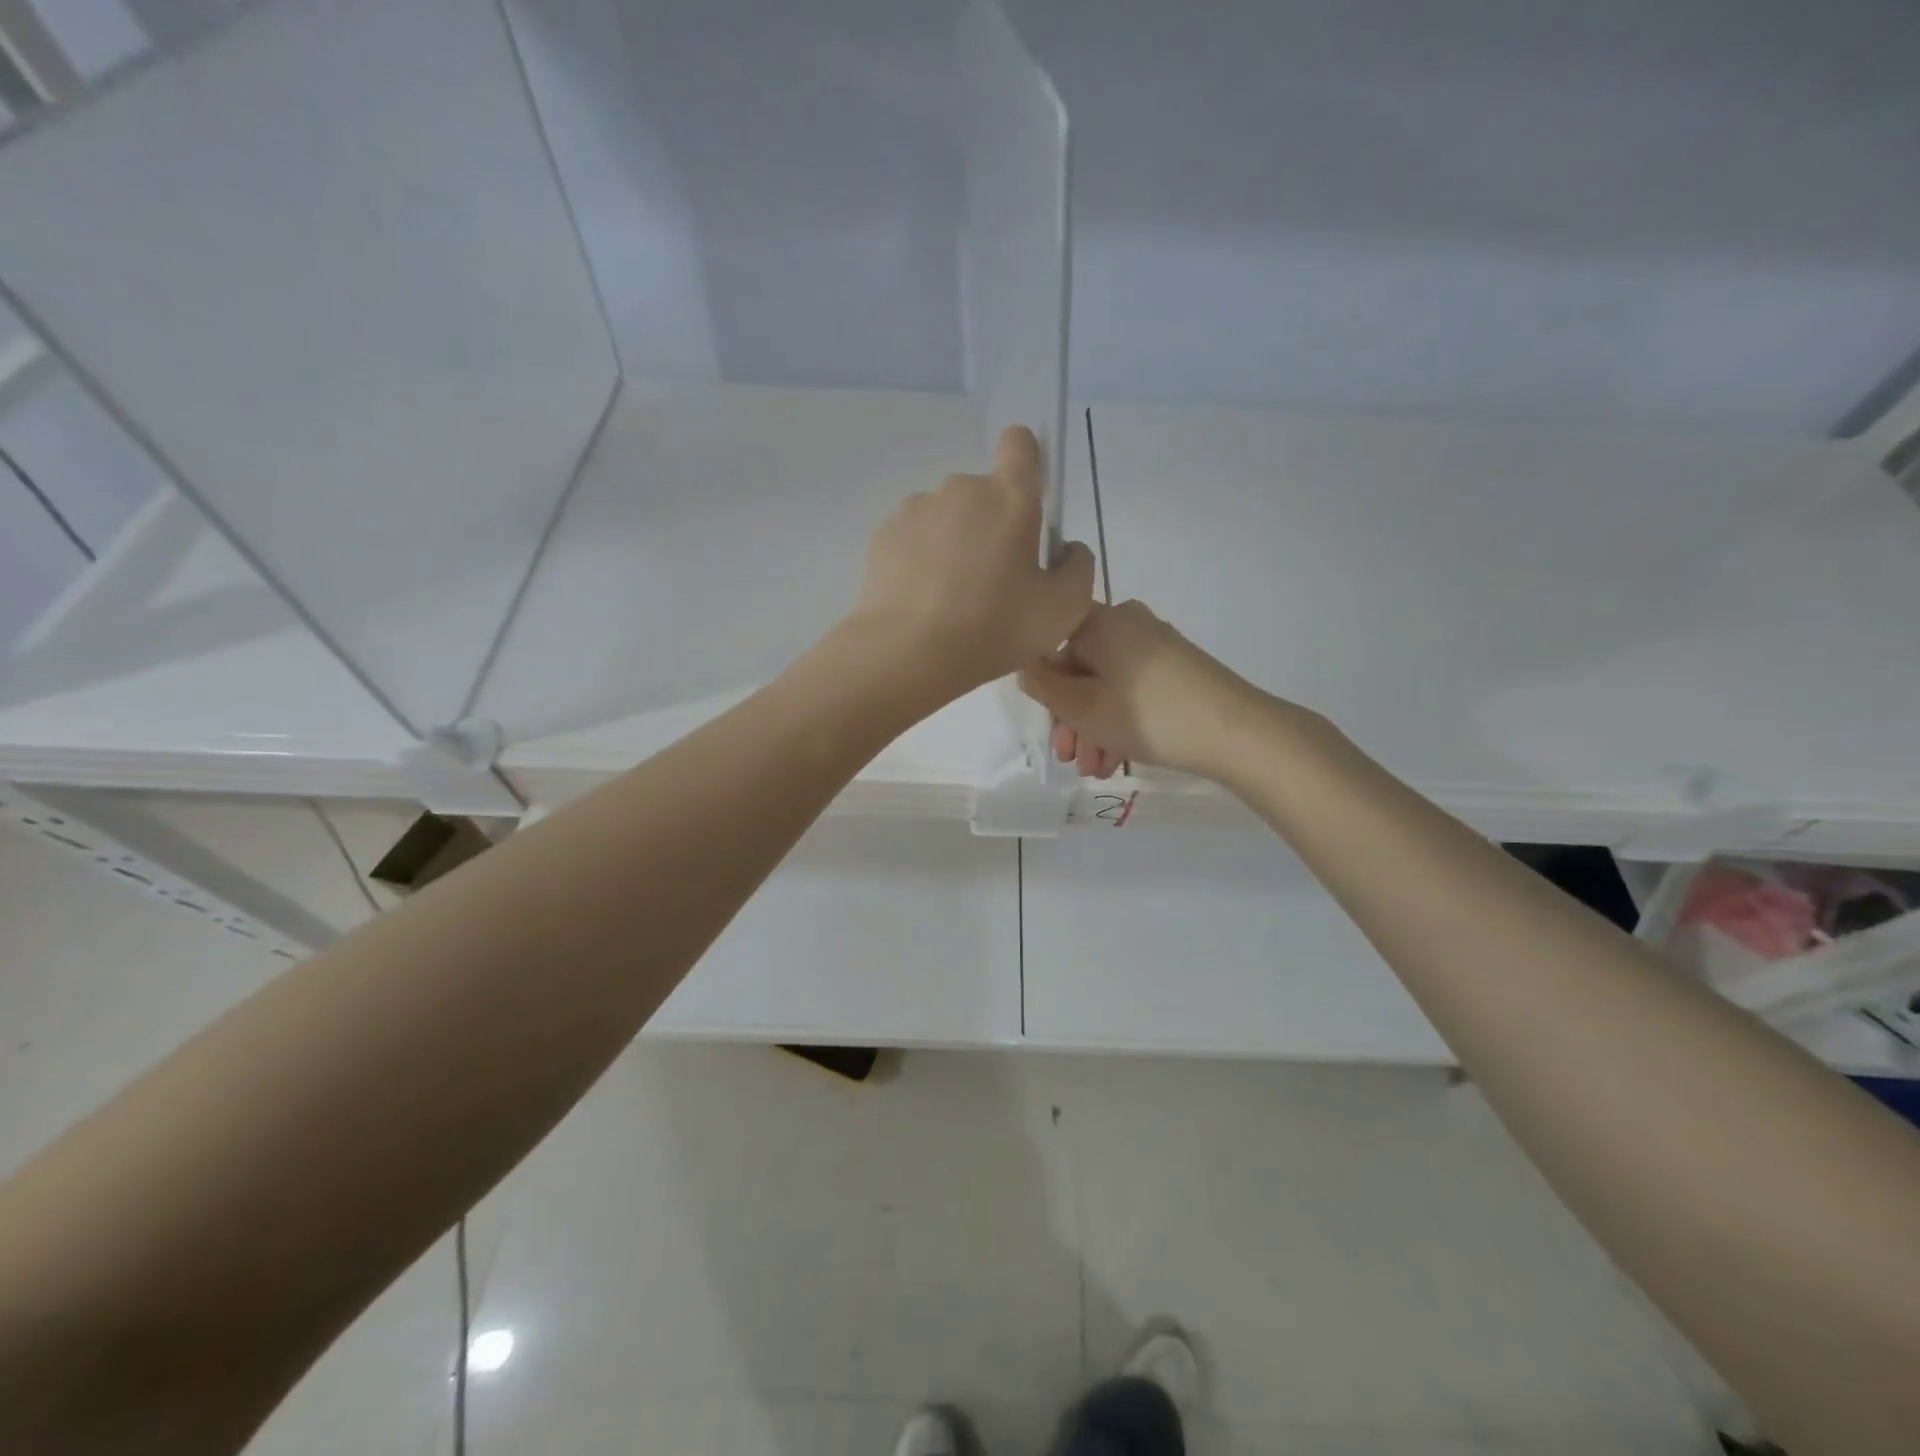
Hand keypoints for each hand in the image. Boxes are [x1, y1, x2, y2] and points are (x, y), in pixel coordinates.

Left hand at [851, 425, 1095, 697]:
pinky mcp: (883, 536)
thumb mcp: (1064, 608)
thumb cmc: (997, 626)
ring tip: (951, 598)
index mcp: (1010, 496)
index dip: (1025, 463)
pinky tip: (922, 602)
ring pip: (944, 518)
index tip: (1025, 502)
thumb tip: (1066, 548)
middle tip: (992, 582)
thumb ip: (1077, 567)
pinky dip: (919, 561)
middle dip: (990, 525)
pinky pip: (912, 540)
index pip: (1019, 443)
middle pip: (982, 493)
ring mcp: (915, 509)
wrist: (910, 653)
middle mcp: (960, 489)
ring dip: (952, 544)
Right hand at [1018, 599, 1282, 779]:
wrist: (1237, 732)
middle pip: (1080, 667)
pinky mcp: (1178, 667)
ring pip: (1106, 684)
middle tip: (1068, 758)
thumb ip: (1044, 686)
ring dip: (1093, 727)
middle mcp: (1128, 622)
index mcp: (1101, 621)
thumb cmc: (1149, 715)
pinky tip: (1117, 759)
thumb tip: (1026, 667)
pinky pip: (1133, 689)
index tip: (1042, 720)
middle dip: (1070, 717)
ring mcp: (1156, 644)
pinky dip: (1119, 719)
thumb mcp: (1082, 708)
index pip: (1052, 640)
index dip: (1041, 681)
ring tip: (1095, 770)